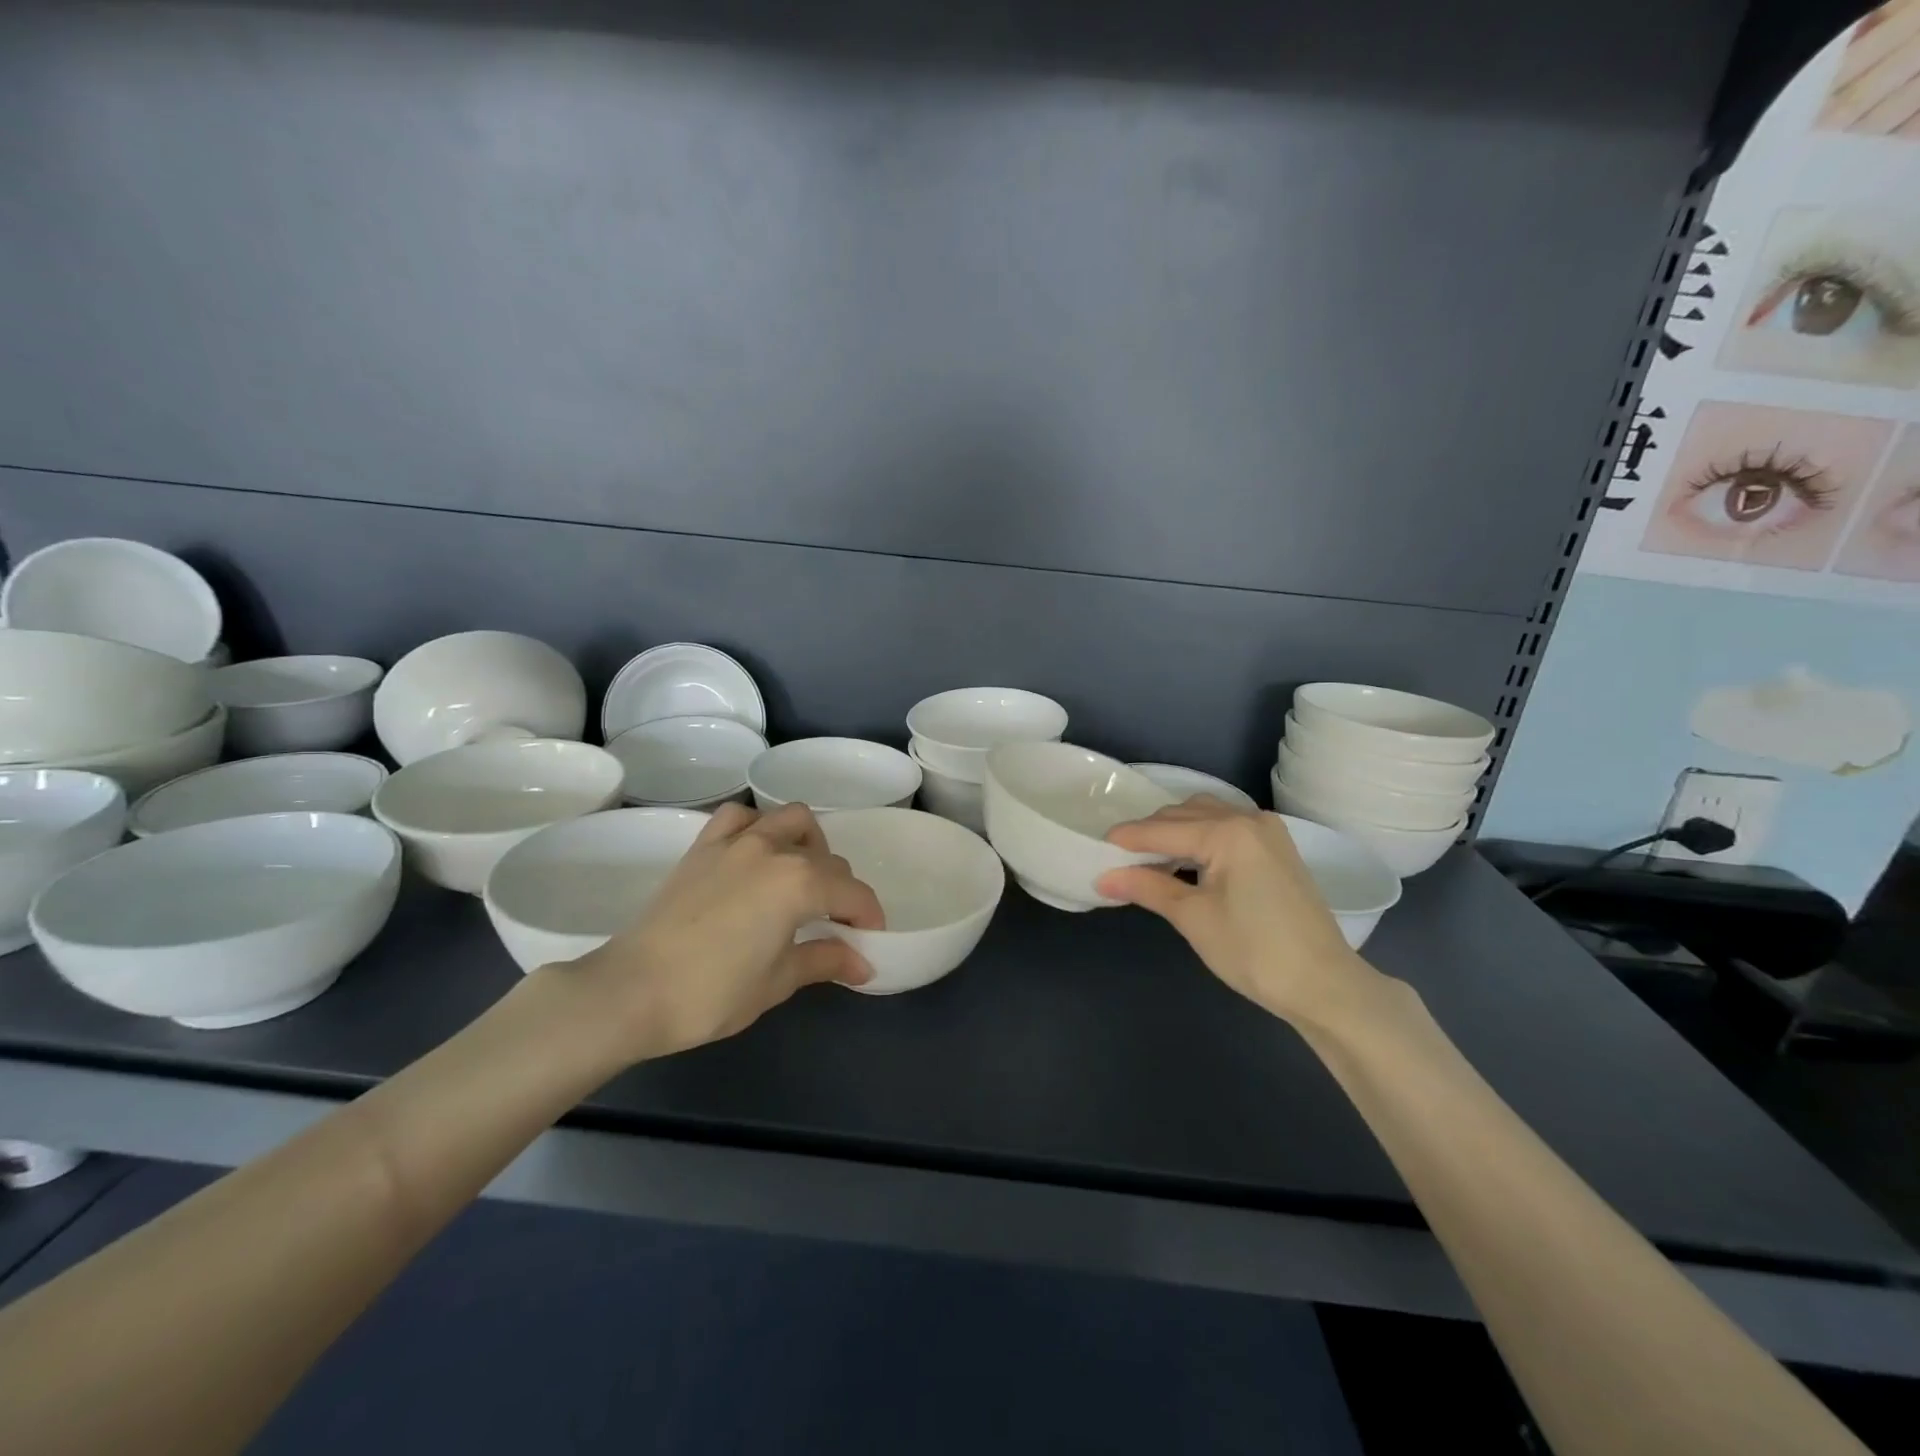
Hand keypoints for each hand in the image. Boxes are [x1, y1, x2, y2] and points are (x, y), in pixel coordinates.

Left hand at [572, 803, 883, 1061]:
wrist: (630, 991)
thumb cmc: (711, 993)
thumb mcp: (778, 982)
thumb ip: (825, 961)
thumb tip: (863, 964)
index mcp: (800, 883)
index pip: (853, 893)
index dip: (868, 918)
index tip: (869, 941)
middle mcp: (774, 850)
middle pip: (828, 859)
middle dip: (841, 890)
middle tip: (833, 924)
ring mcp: (736, 842)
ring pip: (790, 819)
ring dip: (808, 843)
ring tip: (800, 877)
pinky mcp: (703, 846)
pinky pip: (740, 817)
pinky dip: (757, 827)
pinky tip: (754, 854)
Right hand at [1096, 798, 1383, 1028]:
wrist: (1324, 985)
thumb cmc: (1253, 952)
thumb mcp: (1193, 918)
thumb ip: (1147, 888)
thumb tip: (1103, 878)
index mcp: (1227, 832)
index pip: (1162, 829)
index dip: (1126, 839)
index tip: (1095, 848)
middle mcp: (1248, 819)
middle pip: (1183, 815)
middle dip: (1149, 833)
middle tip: (1120, 860)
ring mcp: (1267, 831)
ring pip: (1206, 815)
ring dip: (1175, 831)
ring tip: (1151, 861)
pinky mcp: (1276, 847)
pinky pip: (1226, 826)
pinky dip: (1200, 836)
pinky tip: (1187, 861)